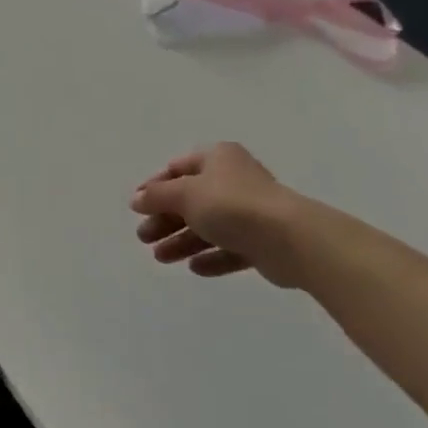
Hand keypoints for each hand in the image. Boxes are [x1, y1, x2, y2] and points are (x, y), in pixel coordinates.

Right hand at [129, 142, 313, 287]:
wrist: (291, 240)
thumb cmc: (232, 205)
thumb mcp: (185, 194)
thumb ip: (157, 196)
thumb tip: (136, 199)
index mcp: (217, 158)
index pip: (178, 168)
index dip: (154, 187)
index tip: (137, 207)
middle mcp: (234, 180)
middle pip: (191, 200)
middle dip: (166, 219)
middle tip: (144, 238)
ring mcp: (251, 212)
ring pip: (209, 226)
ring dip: (183, 241)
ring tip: (161, 258)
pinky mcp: (264, 242)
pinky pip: (231, 248)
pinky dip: (212, 256)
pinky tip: (194, 268)